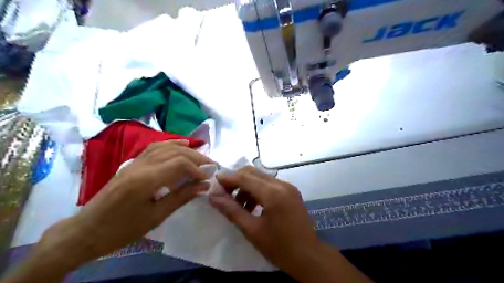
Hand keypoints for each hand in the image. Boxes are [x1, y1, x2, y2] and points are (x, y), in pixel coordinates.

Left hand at [38, 141, 213, 267]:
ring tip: (201, 156)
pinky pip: (155, 148)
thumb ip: (182, 197)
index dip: (198, 169)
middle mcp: (141, 165)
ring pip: (166, 146)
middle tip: (211, 166)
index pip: (180, 163)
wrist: (87, 231)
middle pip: (175, 152)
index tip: (208, 178)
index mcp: (145, 180)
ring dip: (186, 150)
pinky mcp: (132, 163)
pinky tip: (182, 145)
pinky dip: (171, 145)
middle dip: (197, 157)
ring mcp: (135, 161)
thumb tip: (204, 186)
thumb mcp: (156, 216)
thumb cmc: (122, 229)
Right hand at [211, 166, 371, 282]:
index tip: (213, 183)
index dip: (227, 178)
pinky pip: (269, 185)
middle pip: (253, 173)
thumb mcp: (252, 230)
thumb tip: (213, 197)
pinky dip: (257, 191)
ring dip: (246, 187)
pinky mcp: (291, 192)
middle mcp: (282, 184)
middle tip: (223, 195)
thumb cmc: (279, 247)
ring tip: (237, 205)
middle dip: (236, 181)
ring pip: (260, 178)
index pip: (245, 177)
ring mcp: (288, 187)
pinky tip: (252, 207)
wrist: (309, 257)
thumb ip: (231, 210)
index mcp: (273, 193)